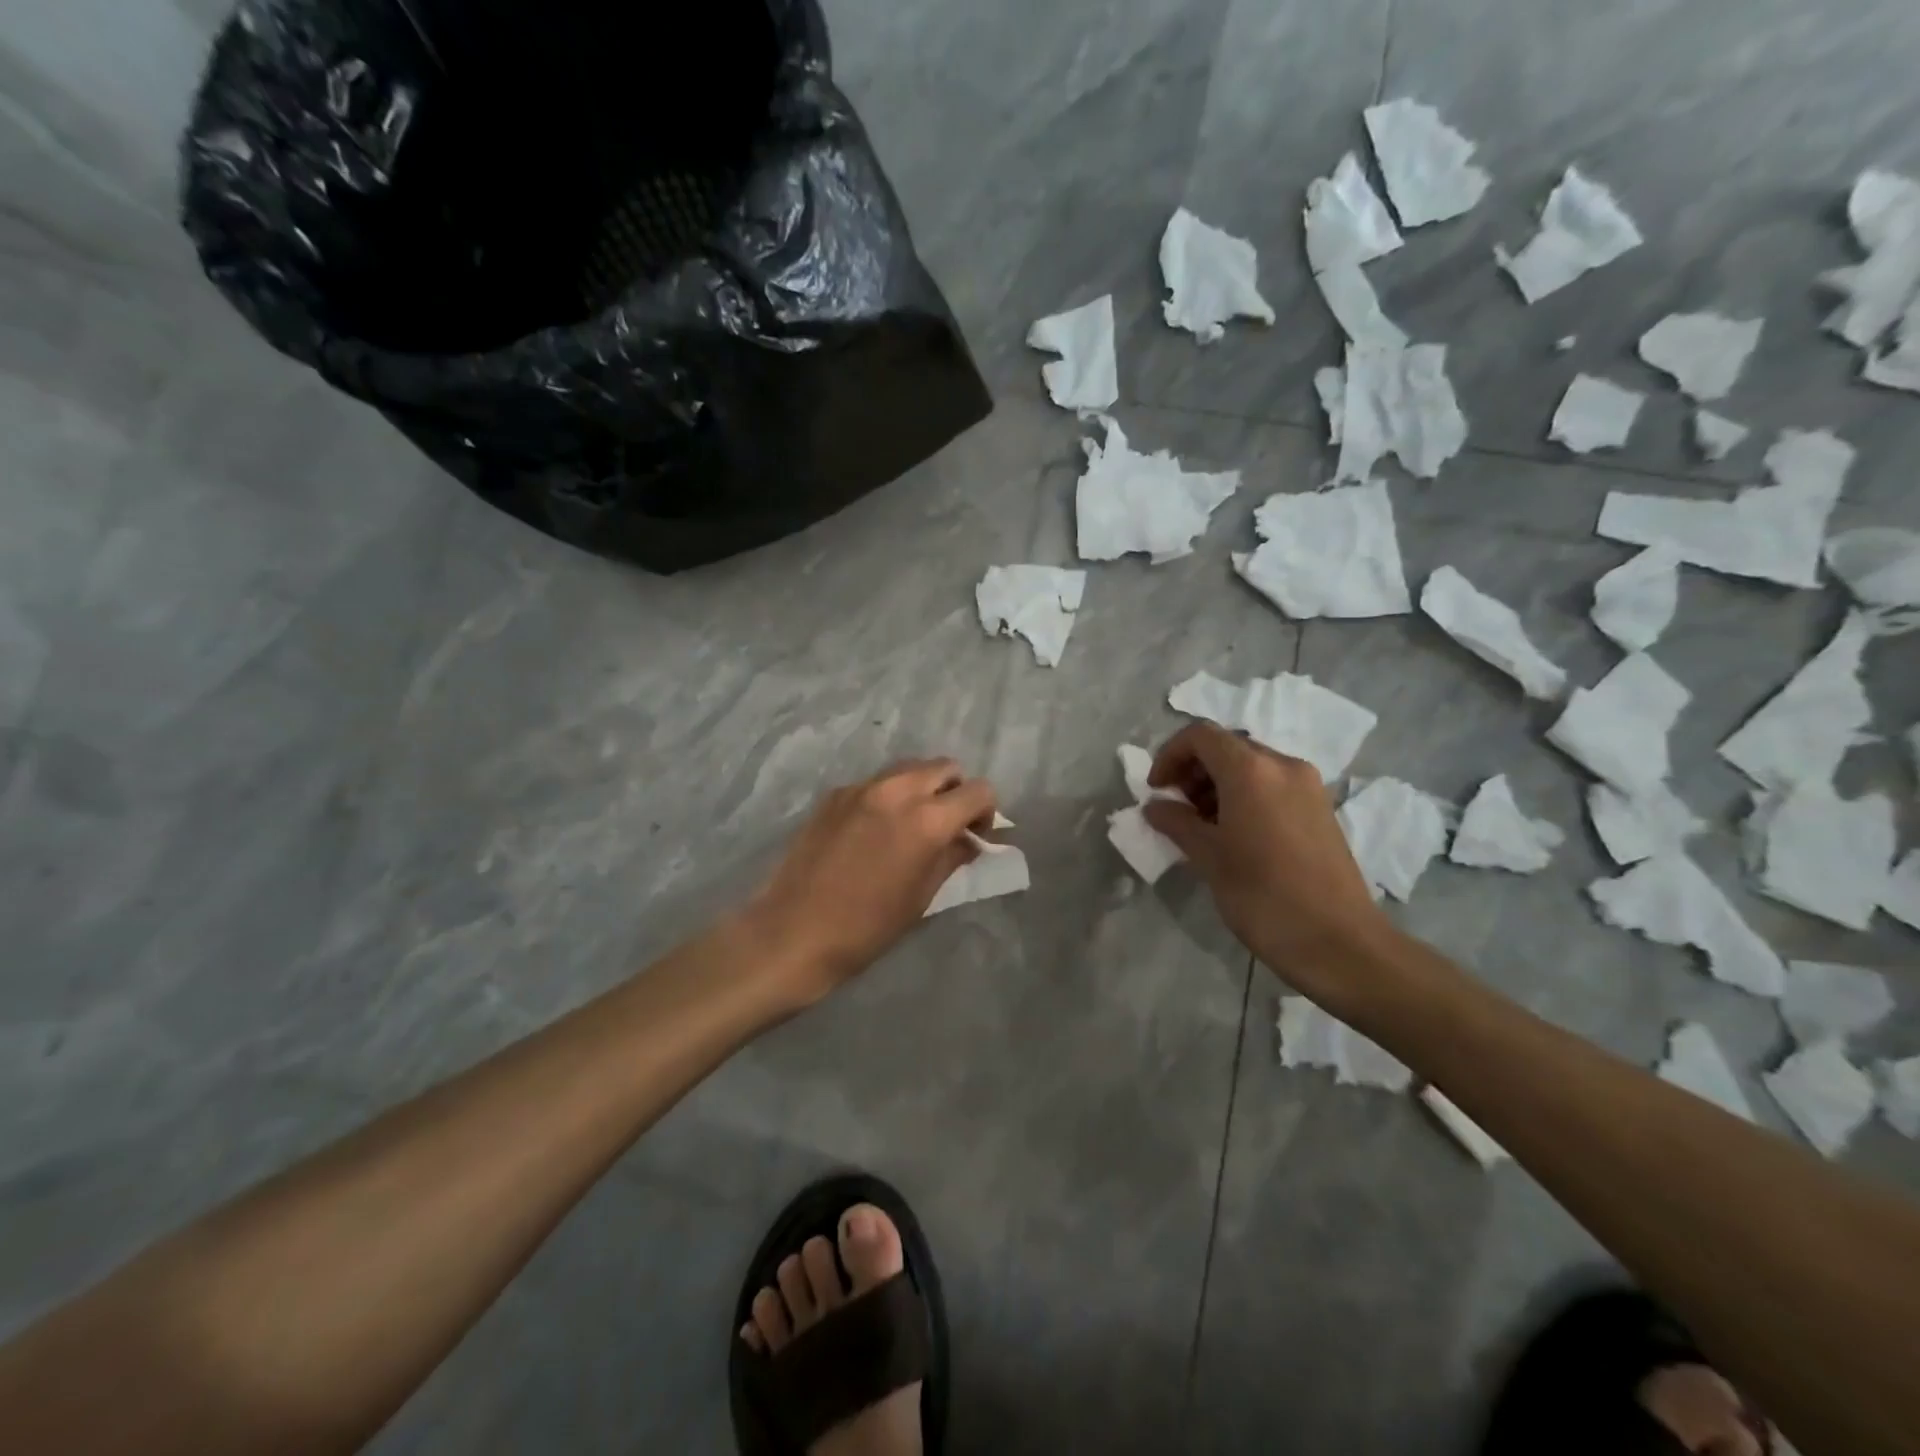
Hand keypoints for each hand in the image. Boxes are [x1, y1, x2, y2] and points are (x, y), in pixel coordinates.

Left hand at [744, 759, 996, 1002]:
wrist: (794, 931)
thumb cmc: (867, 927)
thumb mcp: (922, 896)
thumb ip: (952, 856)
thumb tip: (970, 839)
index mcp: (927, 820)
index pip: (978, 791)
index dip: (986, 811)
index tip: (977, 834)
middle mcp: (897, 790)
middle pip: (944, 767)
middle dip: (955, 791)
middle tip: (949, 824)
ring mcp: (862, 788)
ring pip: (909, 768)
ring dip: (923, 787)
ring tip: (913, 823)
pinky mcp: (835, 794)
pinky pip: (876, 782)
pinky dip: (890, 795)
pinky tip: (876, 829)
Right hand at [1143, 723, 1396, 1010]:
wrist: (1339, 943)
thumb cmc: (1263, 897)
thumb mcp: (1209, 858)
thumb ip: (1177, 823)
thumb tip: (1155, 807)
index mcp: (1251, 771)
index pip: (1200, 736)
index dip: (1170, 755)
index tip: (1157, 790)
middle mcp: (1283, 766)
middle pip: (1227, 747)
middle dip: (1193, 770)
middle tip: (1177, 809)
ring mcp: (1308, 786)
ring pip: (1251, 765)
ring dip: (1218, 784)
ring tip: (1203, 825)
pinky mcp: (1320, 808)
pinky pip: (1273, 784)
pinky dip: (1245, 795)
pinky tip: (1235, 834)